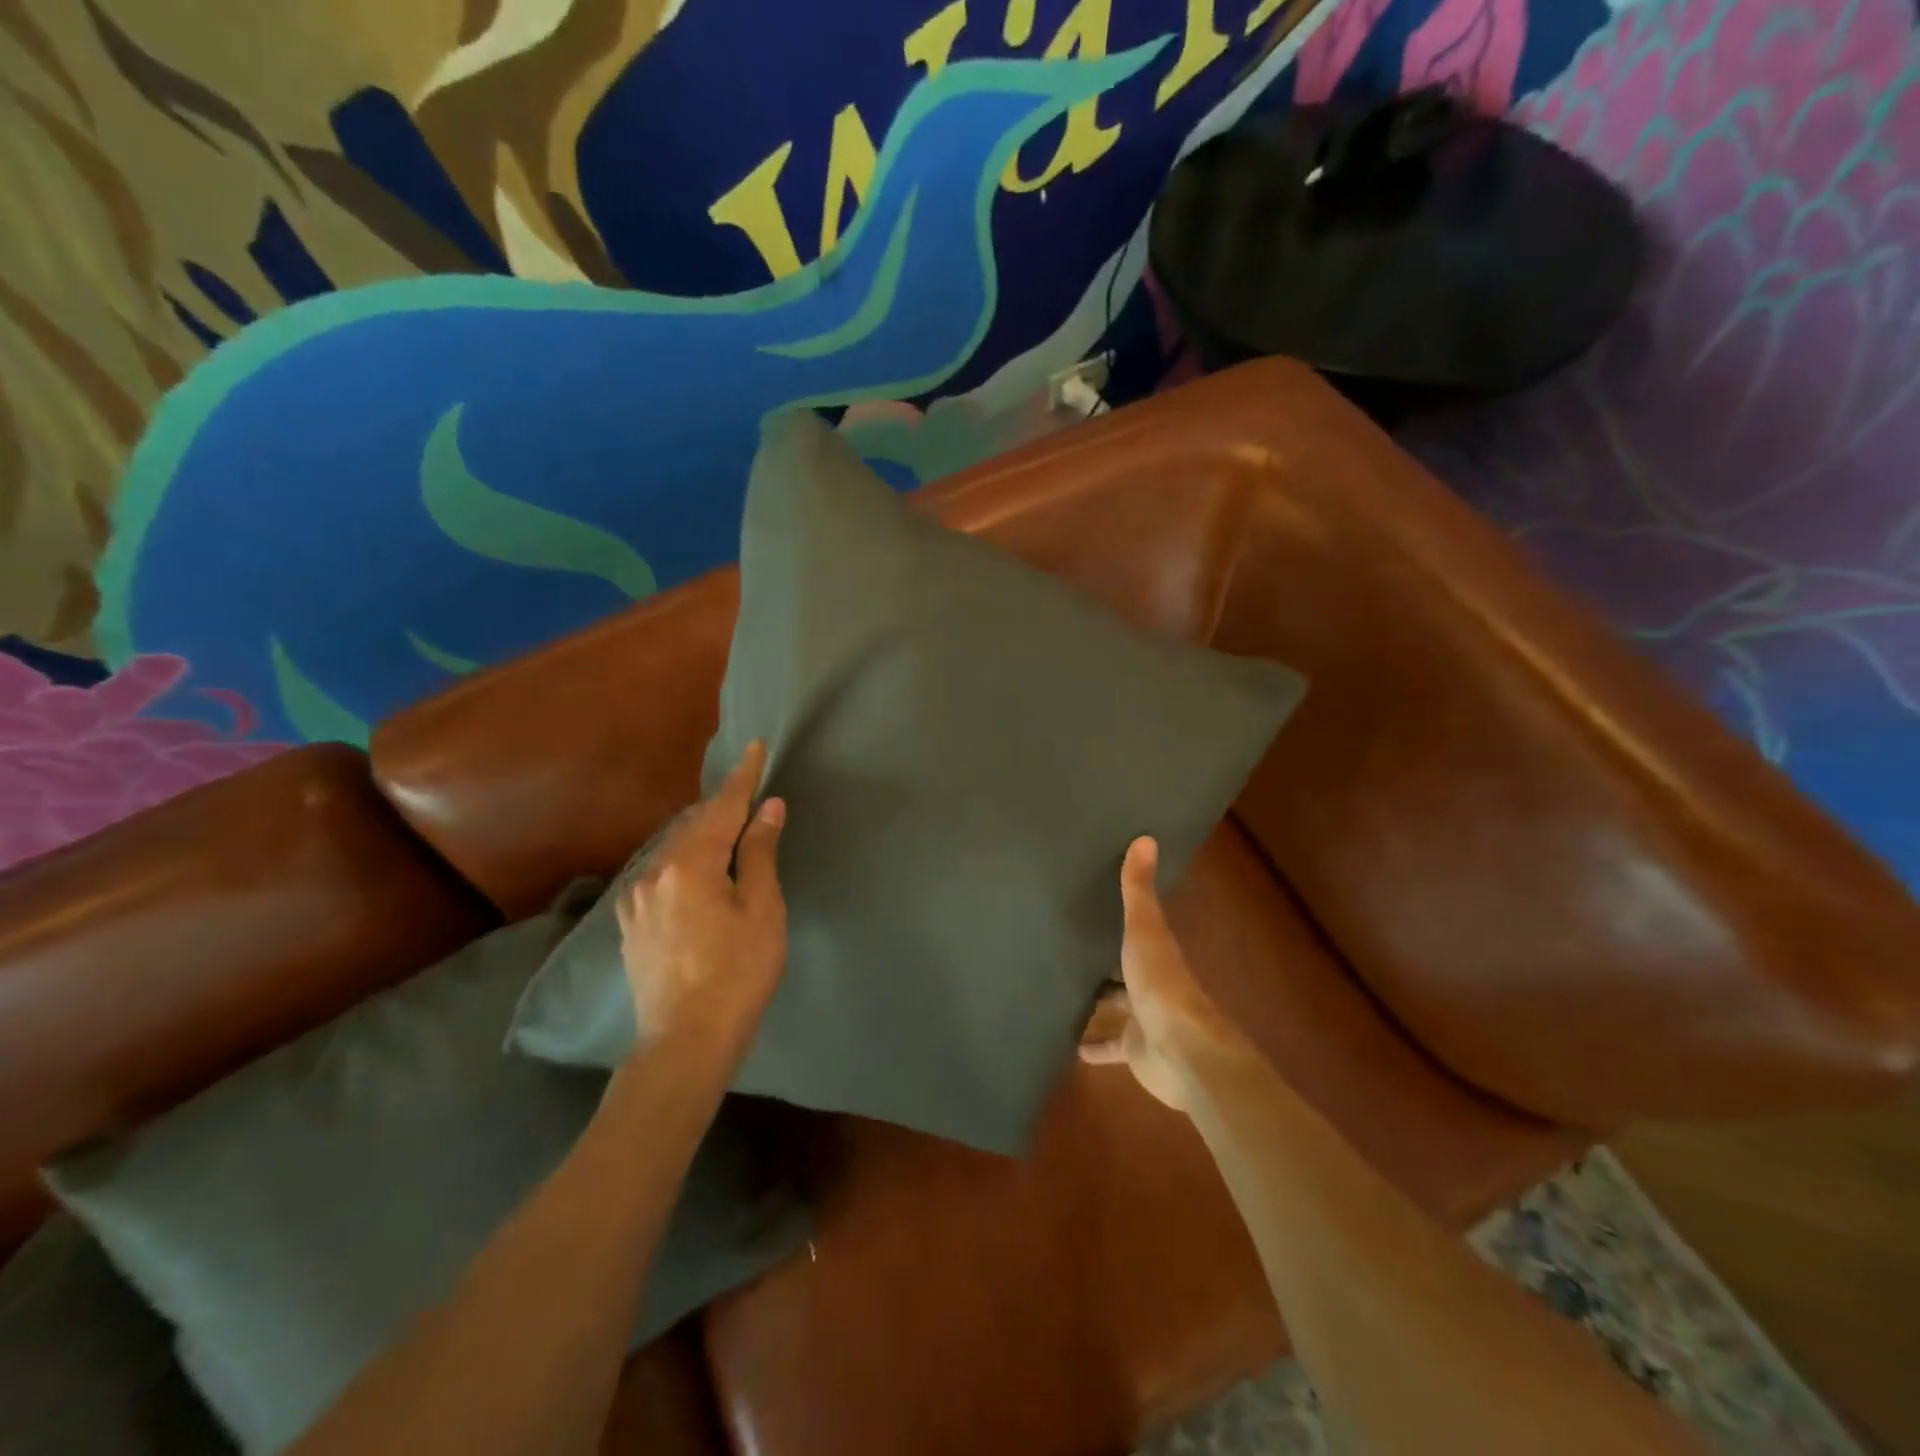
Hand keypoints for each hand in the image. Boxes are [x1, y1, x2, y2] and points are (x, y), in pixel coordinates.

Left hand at [616, 741, 787, 1053]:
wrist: (685, 1041)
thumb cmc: (738, 972)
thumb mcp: (761, 909)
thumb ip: (759, 852)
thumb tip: (767, 807)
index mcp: (689, 864)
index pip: (721, 808)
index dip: (742, 778)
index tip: (754, 748)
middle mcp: (653, 872)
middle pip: (693, 825)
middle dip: (722, 806)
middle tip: (749, 793)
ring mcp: (635, 899)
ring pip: (673, 849)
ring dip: (702, 834)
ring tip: (729, 831)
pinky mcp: (630, 923)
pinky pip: (661, 874)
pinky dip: (685, 860)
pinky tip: (699, 872)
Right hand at [1079, 837, 1240, 1111]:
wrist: (1181, 1050)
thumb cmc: (1160, 984)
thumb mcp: (1144, 930)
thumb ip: (1139, 890)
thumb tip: (1146, 838)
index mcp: (1156, 953)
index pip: (1136, 930)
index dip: (1119, 919)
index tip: (1094, 903)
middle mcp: (1150, 983)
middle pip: (1123, 969)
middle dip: (1103, 961)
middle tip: (1068, 947)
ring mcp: (1143, 1019)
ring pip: (1116, 1007)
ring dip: (1097, 1002)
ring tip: (1061, 990)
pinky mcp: (1134, 1051)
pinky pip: (1109, 1046)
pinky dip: (1093, 1046)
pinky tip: (1069, 1044)